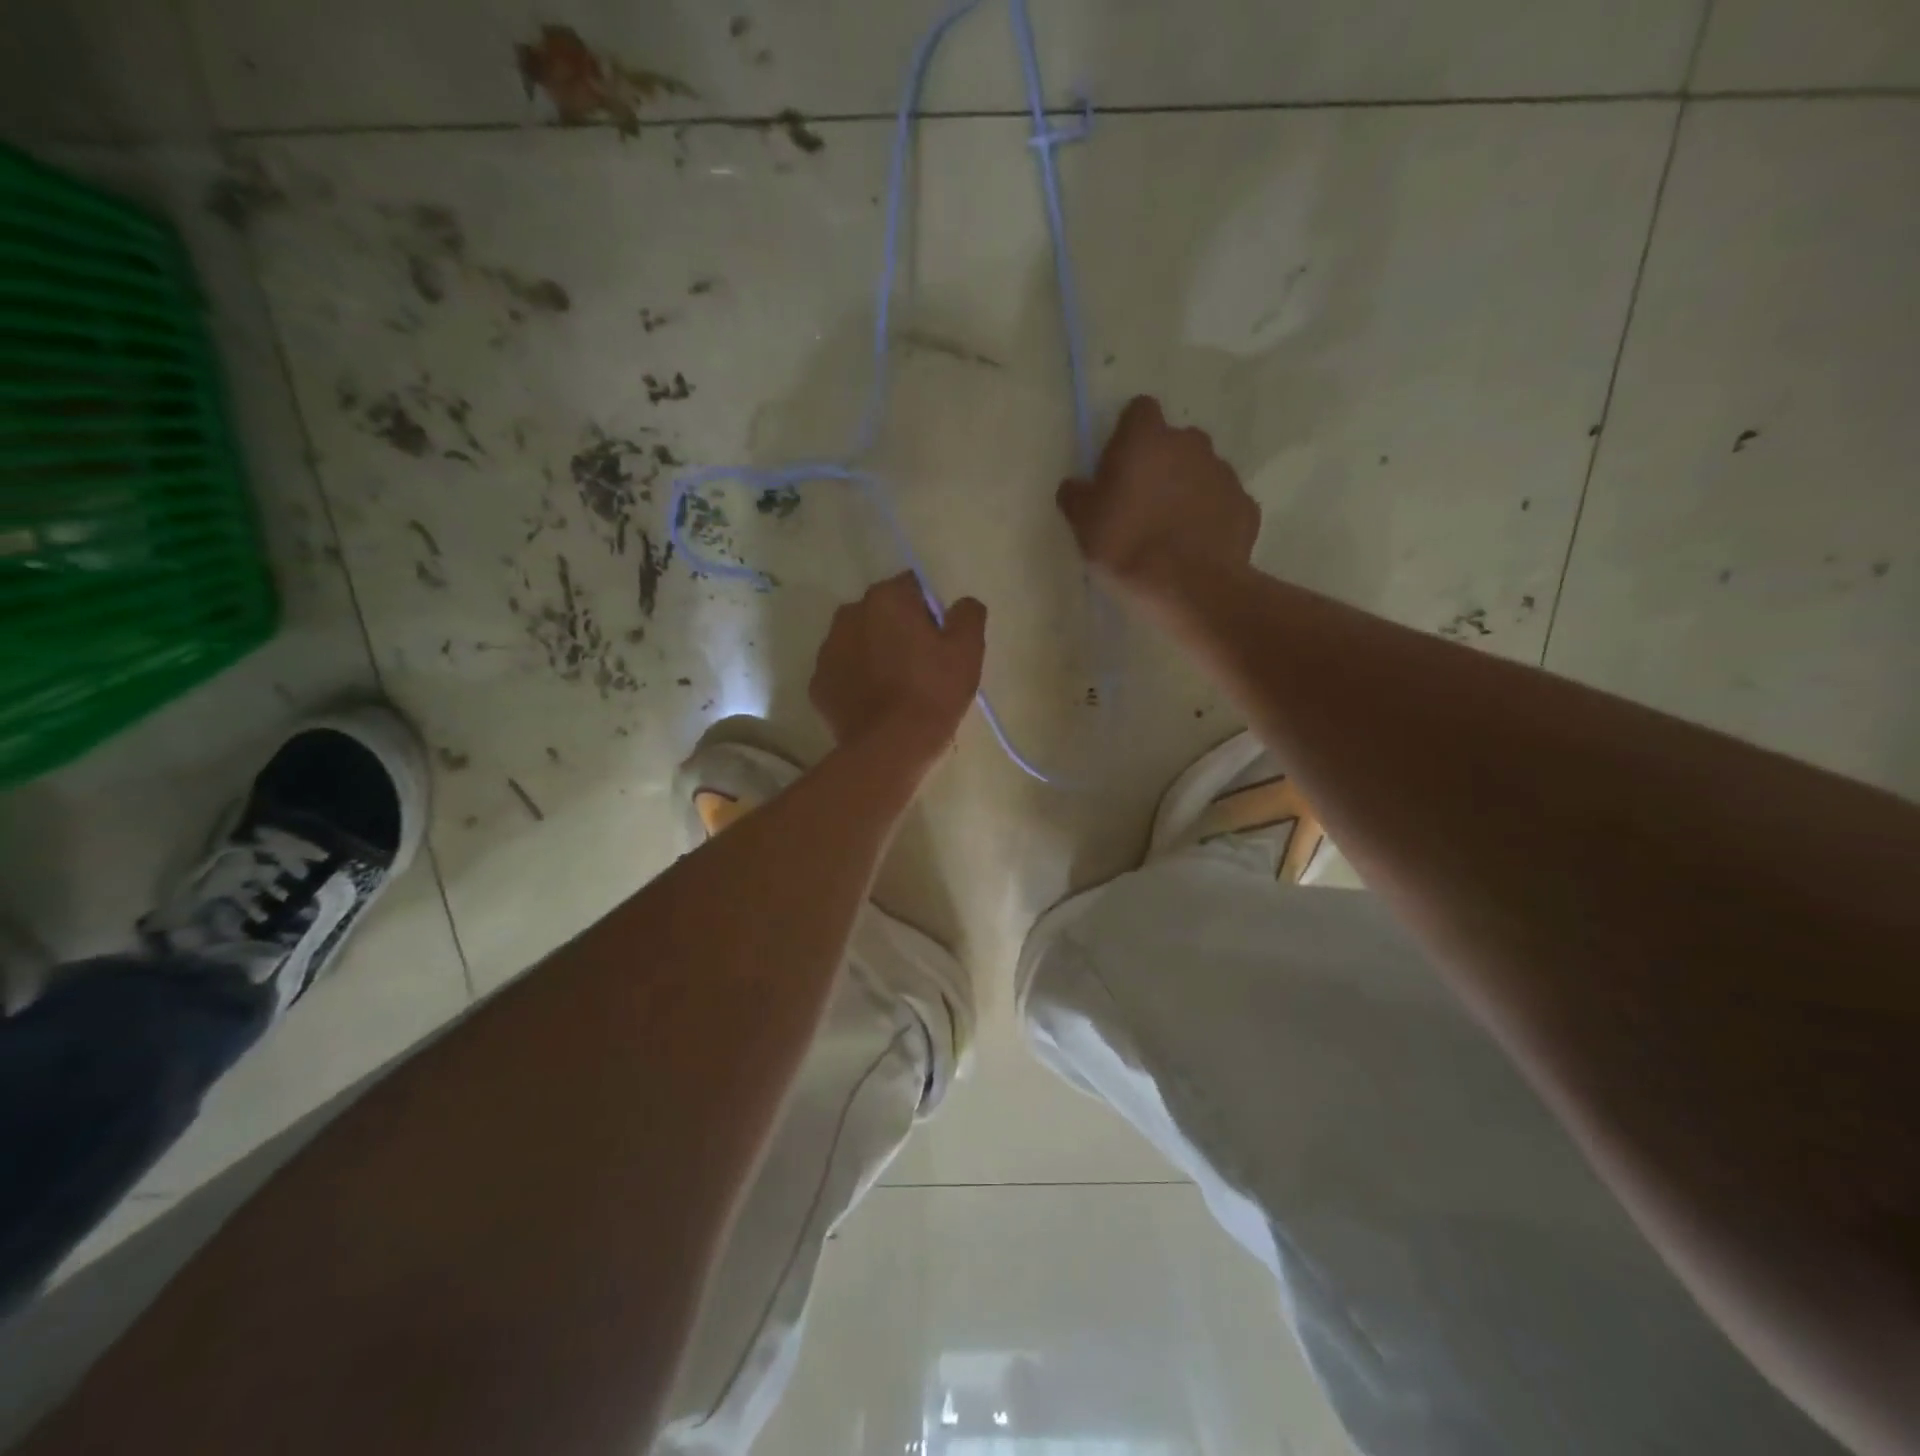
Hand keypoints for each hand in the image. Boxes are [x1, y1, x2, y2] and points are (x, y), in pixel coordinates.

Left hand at [810, 573, 986, 757]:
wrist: (889, 748)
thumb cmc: (932, 693)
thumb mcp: (968, 651)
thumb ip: (968, 614)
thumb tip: (961, 604)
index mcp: (886, 599)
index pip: (913, 588)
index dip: (930, 613)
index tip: (940, 642)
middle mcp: (850, 614)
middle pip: (882, 613)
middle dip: (899, 630)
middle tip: (921, 666)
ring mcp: (828, 650)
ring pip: (859, 641)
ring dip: (875, 653)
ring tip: (896, 688)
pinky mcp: (818, 683)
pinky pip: (843, 672)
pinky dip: (857, 681)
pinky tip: (875, 704)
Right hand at [1057, 395, 1259, 609]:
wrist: (1188, 587)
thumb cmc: (1126, 546)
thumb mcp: (1082, 524)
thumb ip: (1077, 496)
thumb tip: (1075, 485)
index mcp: (1147, 439)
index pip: (1139, 411)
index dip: (1128, 435)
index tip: (1118, 464)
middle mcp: (1191, 444)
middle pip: (1174, 442)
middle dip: (1161, 464)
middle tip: (1143, 502)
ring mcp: (1224, 473)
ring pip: (1202, 472)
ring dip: (1187, 490)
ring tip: (1171, 530)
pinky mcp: (1246, 506)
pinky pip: (1223, 504)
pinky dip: (1211, 518)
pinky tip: (1197, 546)